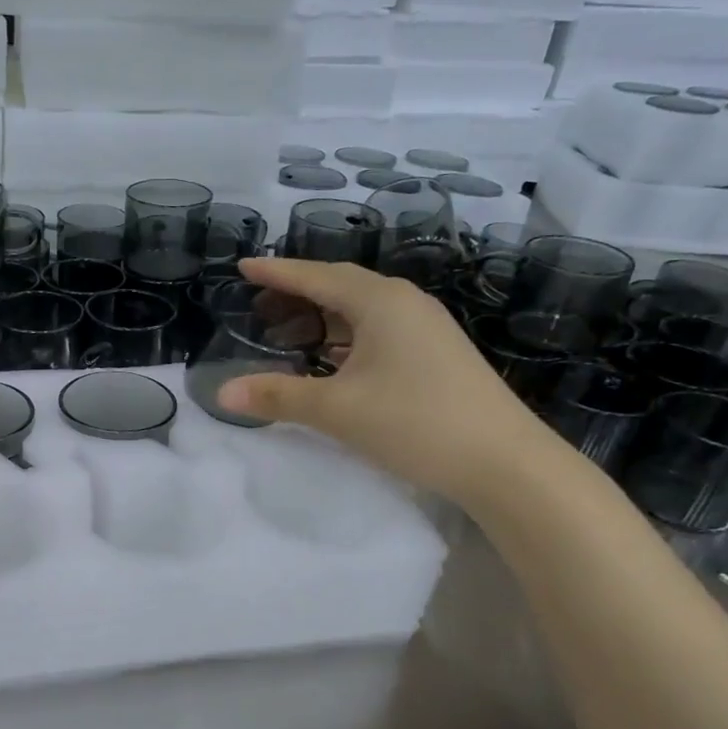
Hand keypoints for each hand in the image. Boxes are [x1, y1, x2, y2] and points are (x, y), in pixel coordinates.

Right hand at [217, 257, 555, 504]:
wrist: (505, 463)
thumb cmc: (415, 422)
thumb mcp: (337, 409)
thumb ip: (278, 397)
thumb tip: (222, 393)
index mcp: (380, 302)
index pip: (317, 276)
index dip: (277, 272)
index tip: (244, 266)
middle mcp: (406, 304)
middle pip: (342, 286)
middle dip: (298, 292)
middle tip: (260, 301)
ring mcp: (428, 328)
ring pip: (363, 310)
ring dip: (324, 317)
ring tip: (289, 331)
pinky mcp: (438, 354)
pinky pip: (380, 331)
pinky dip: (347, 337)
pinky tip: (335, 360)